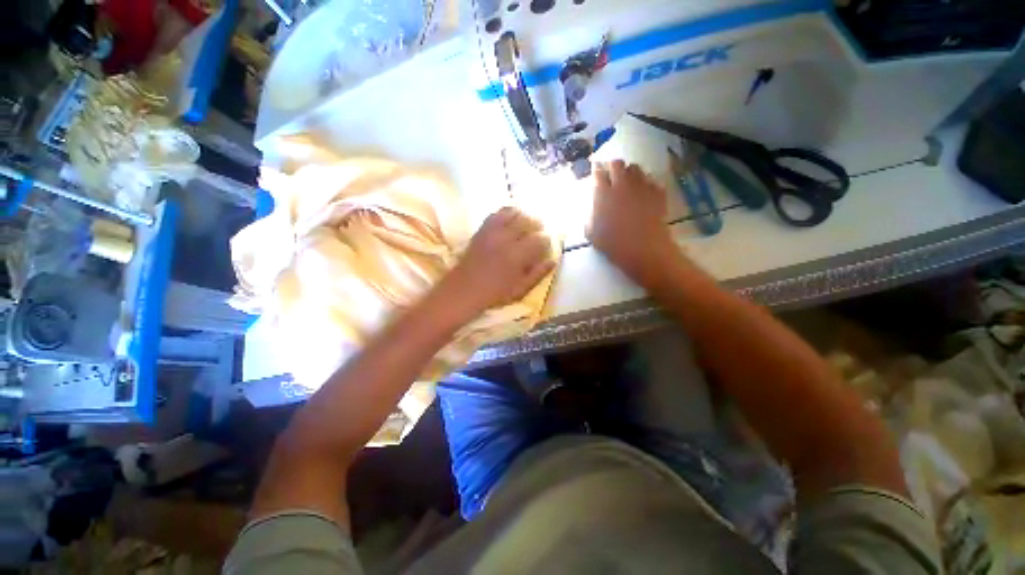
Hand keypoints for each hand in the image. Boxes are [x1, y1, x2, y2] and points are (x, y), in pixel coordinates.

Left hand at [439, 207, 555, 318]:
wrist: (464, 289)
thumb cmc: (494, 294)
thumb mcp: (520, 289)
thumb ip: (538, 274)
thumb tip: (552, 260)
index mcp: (517, 255)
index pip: (540, 240)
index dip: (545, 243)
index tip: (544, 249)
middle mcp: (506, 238)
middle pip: (528, 222)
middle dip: (537, 227)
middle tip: (537, 236)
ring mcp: (492, 231)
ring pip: (514, 214)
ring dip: (523, 218)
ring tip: (525, 227)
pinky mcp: (482, 229)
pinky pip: (497, 213)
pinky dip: (507, 214)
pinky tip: (510, 221)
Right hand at [587, 160, 675, 282]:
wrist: (644, 250)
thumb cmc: (614, 245)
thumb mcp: (592, 234)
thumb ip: (589, 217)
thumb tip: (593, 210)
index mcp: (603, 195)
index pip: (598, 173)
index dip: (596, 171)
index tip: (596, 173)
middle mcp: (621, 185)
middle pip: (617, 164)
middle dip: (612, 168)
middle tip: (612, 176)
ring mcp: (641, 187)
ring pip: (635, 168)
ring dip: (629, 173)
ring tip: (628, 183)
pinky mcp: (657, 192)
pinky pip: (651, 180)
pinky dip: (645, 183)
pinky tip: (643, 192)